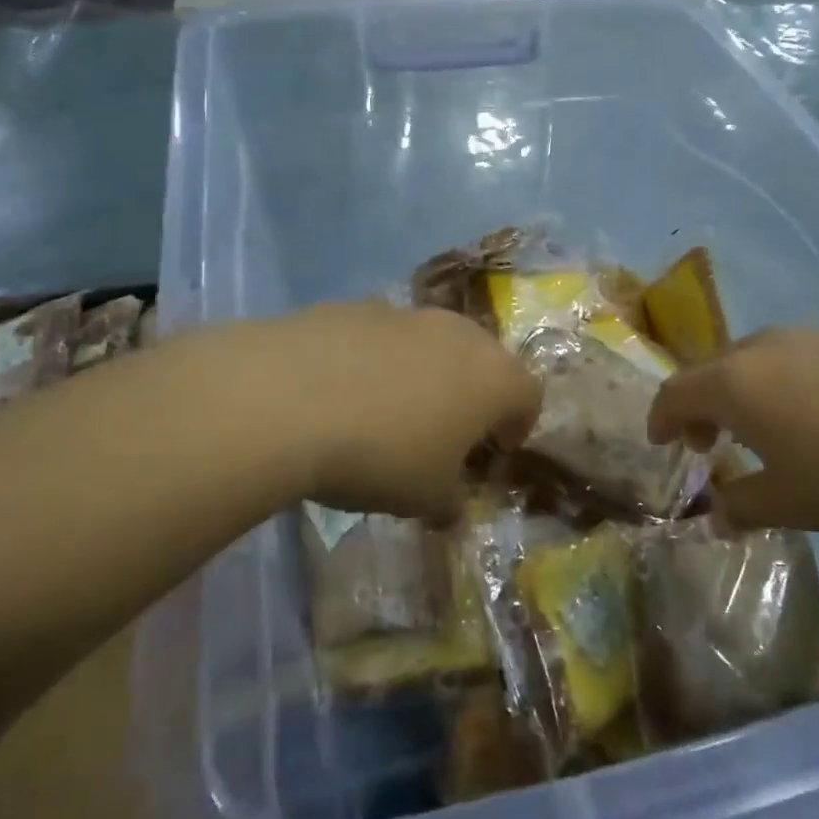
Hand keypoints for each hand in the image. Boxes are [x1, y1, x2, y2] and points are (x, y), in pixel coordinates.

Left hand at [183, 303, 541, 523]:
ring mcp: (404, 314)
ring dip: (424, 373)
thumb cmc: (383, 455)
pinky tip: (344, 393)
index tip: (499, 448)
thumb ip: (449, 503)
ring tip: (391, 412)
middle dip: (473, 393)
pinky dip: (376, 362)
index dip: (520, 422)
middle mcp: (457, 334)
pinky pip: (381, 338)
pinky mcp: (354, 308)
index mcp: (492, 376)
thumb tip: (451, 511)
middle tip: (450, 429)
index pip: (528, 393)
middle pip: (482, 358)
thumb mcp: (425, 498)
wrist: (289, 399)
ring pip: (430, 343)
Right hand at [648, 328, 818, 535]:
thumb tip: (717, 513)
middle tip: (711, 443)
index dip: (661, 419)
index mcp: (736, 381)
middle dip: (703, 406)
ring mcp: (815, 335)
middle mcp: (766, 347)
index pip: (675, 392)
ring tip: (771, 430)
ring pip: (761, 360)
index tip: (661, 443)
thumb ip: (743, 506)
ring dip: (748, 393)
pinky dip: (792, 383)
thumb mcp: (793, 503)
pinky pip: (805, 358)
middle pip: (714, 370)